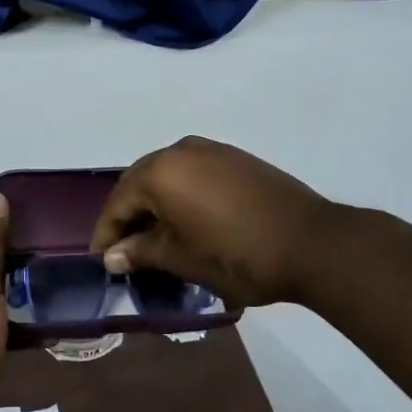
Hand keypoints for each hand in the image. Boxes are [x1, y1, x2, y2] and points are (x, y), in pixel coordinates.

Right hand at [89, 138, 340, 309]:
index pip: (118, 202)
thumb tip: (112, 256)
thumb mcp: (181, 258)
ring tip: (154, 236)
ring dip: (156, 203)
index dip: (106, 233)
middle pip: (140, 182)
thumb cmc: (236, 255)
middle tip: (124, 249)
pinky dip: (181, 194)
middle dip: (129, 215)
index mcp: (160, 171)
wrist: (311, 242)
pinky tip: (187, 219)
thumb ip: (141, 251)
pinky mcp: (235, 158)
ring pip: (168, 175)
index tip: (101, 261)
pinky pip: (193, 172)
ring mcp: (211, 150)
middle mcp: (180, 150)